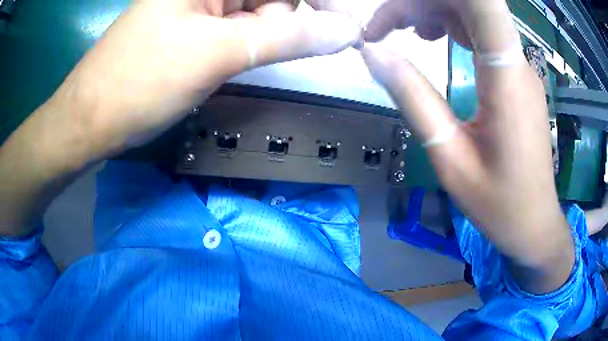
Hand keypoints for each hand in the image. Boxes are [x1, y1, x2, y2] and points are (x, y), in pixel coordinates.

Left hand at [50, 0, 359, 156]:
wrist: (92, 120)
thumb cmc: (140, 83)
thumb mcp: (217, 53)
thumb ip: (286, 37)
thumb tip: (346, 32)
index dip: (315, 2)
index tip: (340, 23)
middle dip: (276, 23)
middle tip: (238, 52)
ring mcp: (200, 7)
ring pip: (256, 15)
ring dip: (257, 39)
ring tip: (220, 63)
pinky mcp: (195, 29)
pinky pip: (237, 30)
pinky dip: (244, 46)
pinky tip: (220, 63)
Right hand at [361, 0, 573, 293]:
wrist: (533, 223)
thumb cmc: (498, 203)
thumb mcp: (450, 158)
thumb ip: (414, 99)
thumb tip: (375, 54)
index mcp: (506, 78)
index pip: (481, 4)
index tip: (398, 9)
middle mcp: (515, 61)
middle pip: (467, 5)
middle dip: (419, 4)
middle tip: (381, 28)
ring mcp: (518, 66)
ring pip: (472, 14)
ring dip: (431, 11)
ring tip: (398, 30)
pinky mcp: (515, 75)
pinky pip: (480, 33)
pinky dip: (449, 24)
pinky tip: (429, 37)